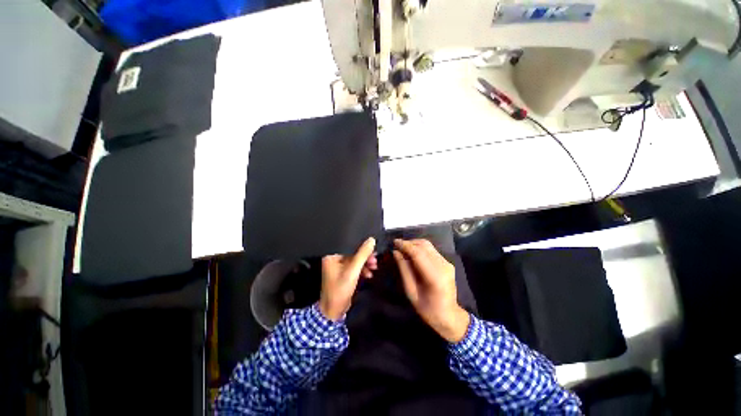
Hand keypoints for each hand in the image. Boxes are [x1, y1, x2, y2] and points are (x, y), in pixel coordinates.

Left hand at [319, 237, 376, 320]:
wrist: (334, 311)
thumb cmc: (340, 289)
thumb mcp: (353, 271)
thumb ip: (362, 255)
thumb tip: (371, 240)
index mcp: (332, 256)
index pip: (348, 244)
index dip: (361, 245)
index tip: (373, 247)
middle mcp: (335, 259)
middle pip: (353, 252)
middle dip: (365, 257)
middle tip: (375, 259)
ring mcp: (340, 267)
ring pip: (356, 260)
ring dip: (366, 264)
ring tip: (374, 267)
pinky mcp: (344, 274)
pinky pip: (355, 268)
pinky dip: (362, 270)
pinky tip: (369, 274)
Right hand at [393, 239, 469, 342]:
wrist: (449, 316)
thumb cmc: (427, 309)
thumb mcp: (411, 292)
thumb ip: (404, 270)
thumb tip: (396, 252)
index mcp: (434, 276)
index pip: (418, 253)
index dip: (405, 245)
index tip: (394, 242)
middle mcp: (443, 266)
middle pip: (424, 245)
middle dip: (409, 243)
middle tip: (397, 246)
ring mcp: (447, 263)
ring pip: (428, 245)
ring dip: (414, 244)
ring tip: (403, 249)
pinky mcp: (448, 262)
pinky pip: (431, 250)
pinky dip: (420, 249)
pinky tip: (413, 254)